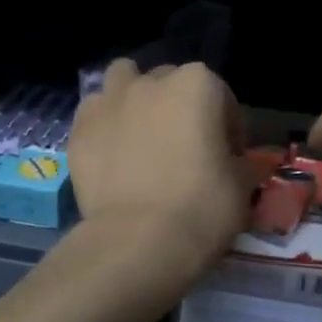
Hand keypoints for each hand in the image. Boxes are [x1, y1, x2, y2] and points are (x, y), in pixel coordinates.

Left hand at [70, 60, 254, 285]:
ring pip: (123, 80)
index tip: (228, 158)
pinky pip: (94, 114)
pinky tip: (112, 153)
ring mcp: (109, 101)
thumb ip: (238, 160)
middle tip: (183, 147)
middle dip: (178, 107)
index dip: (228, 128)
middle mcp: (151, 82)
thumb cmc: (202, 207)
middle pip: (170, 83)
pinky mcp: (79, 129)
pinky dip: (105, 125)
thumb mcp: (243, 185)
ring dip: (134, 98)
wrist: (138, 241)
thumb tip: (229, 161)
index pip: (222, 97)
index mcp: (198, 85)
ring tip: (141, 133)